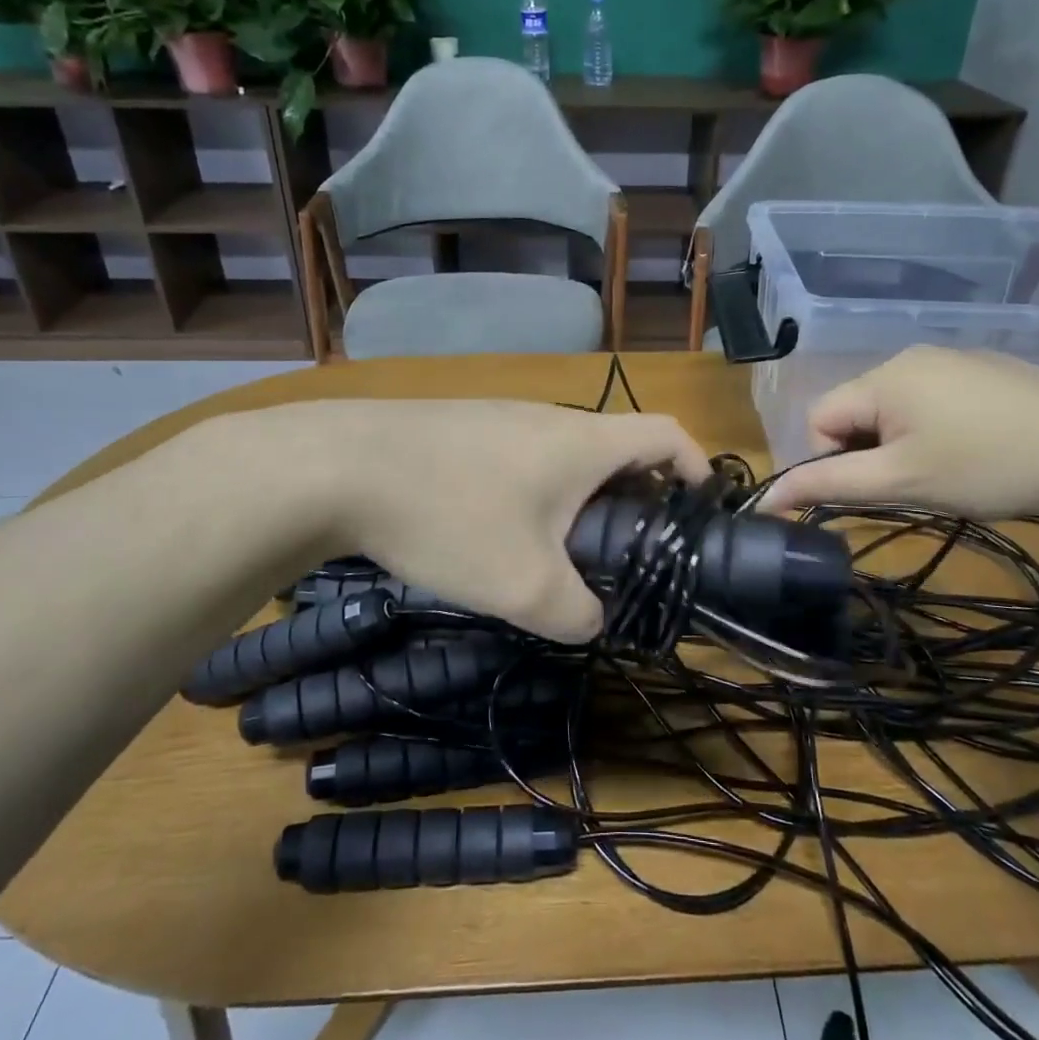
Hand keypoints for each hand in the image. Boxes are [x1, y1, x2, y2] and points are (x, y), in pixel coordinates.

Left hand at [274, 399, 709, 642]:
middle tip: (626, 557)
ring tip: (558, 555)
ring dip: (578, 501)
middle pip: (617, 450)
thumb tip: (591, 620)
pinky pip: (519, 458)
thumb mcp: (524, 586)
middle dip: (635, 501)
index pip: (667, 435)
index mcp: (584, 443)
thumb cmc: (451, 516)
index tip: (700, 513)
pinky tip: (495, 534)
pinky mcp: (462, 428)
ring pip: (564, 457)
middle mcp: (549, 419)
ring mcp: (501, 418)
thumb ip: (577, 614)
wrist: (339, 466)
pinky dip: (534, 494)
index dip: (698, 467)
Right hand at [757, 347, 1038, 518]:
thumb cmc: (989, 466)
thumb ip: (827, 485)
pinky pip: (934, 400)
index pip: (819, 418)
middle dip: (871, 453)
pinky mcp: (987, 371)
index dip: (833, 461)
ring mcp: (954, 359)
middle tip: (915, 485)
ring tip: (949, 471)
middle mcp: (911, 356)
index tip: (878, 489)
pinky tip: (979, 452)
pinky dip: (937, 429)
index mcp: (884, 375)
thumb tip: (766, 497)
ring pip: (895, 409)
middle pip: (856, 411)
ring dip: (902, 443)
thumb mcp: (900, 481)